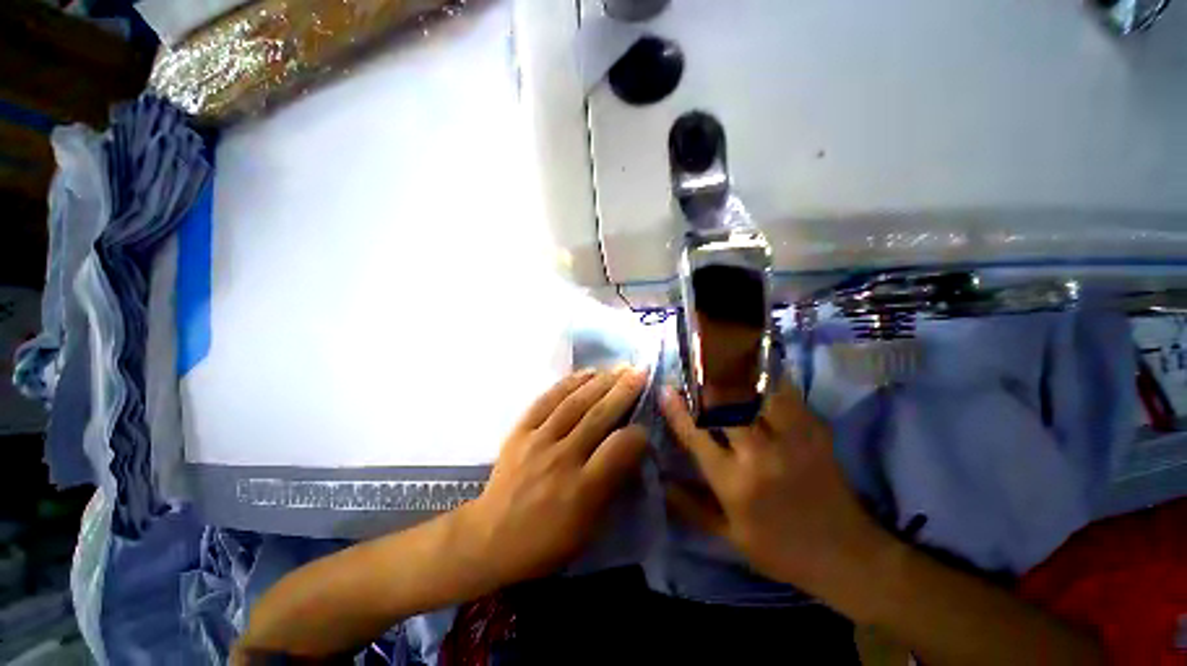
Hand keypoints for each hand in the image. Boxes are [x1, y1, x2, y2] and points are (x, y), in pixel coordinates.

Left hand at [456, 367, 648, 588]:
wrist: (490, 538)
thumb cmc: (546, 540)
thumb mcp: (589, 528)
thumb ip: (614, 486)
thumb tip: (632, 451)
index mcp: (582, 490)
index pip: (618, 449)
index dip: (637, 433)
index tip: (646, 423)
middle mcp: (561, 459)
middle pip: (598, 417)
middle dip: (624, 391)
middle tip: (641, 372)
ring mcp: (537, 441)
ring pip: (574, 403)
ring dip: (600, 382)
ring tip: (619, 368)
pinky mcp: (519, 431)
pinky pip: (546, 400)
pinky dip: (568, 383)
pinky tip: (586, 373)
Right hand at [660, 378, 892, 591]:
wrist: (847, 556)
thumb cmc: (781, 550)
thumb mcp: (730, 537)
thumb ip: (691, 508)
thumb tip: (661, 482)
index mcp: (734, 483)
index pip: (697, 435)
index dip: (677, 409)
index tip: (666, 389)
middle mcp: (760, 455)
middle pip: (726, 404)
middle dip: (705, 384)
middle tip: (693, 374)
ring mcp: (791, 439)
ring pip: (757, 392)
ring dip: (735, 377)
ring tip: (722, 366)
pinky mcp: (815, 432)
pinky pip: (787, 395)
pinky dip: (768, 380)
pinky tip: (757, 374)